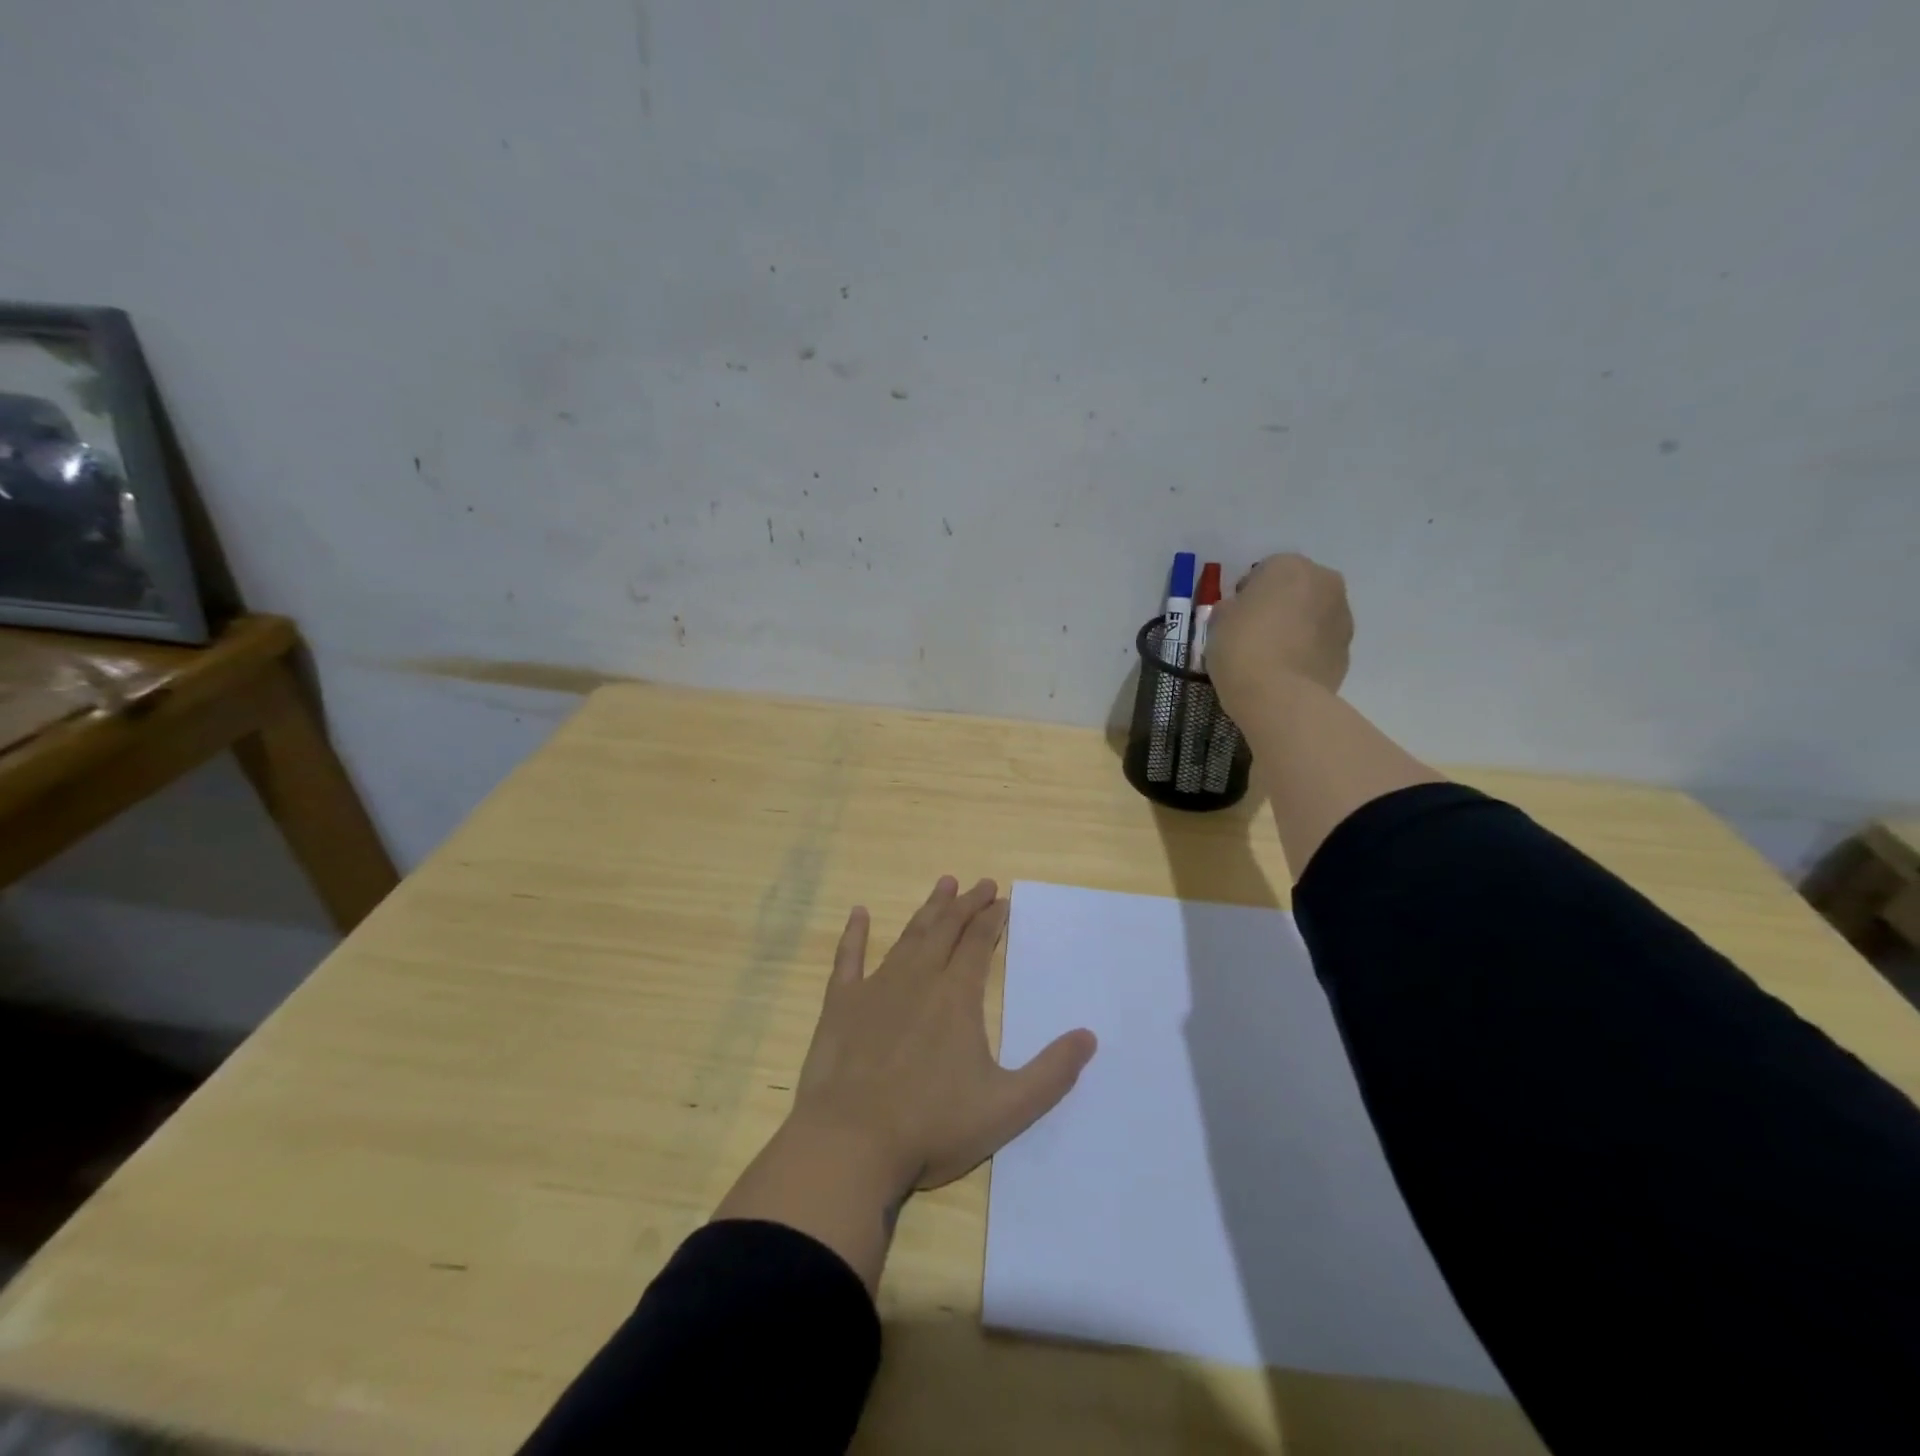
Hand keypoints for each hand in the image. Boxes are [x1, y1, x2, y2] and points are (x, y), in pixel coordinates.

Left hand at [793, 876, 1097, 1192]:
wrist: (851, 1142)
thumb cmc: (932, 1126)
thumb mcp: (1007, 1108)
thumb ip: (1052, 1073)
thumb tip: (1089, 1036)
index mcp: (957, 997)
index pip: (979, 944)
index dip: (992, 919)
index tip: (1002, 899)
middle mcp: (918, 979)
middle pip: (946, 930)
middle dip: (966, 904)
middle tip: (981, 883)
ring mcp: (876, 988)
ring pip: (908, 936)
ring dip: (928, 909)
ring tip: (943, 884)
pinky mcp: (841, 1004)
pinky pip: (848, 958)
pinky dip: (854, 934)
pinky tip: (858, 913)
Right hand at [1205, 552, 1352, 714]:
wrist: (1280, 696)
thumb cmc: (1242, 648)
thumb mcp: (1218, 622)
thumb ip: (1231, 608)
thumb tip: (1239, 611)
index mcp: (1289, 566)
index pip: (1263, 571)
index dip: (1246, 594)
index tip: (1234, 617)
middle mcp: (1324, 582)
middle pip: (1296, 589)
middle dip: (1279, 605)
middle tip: (1254, 633)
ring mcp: (1342, 616)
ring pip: (1312, 614)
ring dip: (1296, 627)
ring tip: (1272, 656)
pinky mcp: (1347, 649)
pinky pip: (1321, 642)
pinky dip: (1307, 650)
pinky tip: (1286, 671)